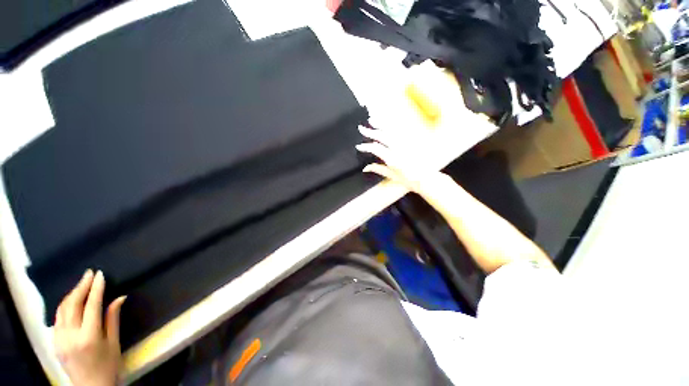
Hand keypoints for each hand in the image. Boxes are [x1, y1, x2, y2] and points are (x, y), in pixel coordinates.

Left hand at [54, 270, 125, 385]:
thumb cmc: (108, 365)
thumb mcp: (114, 343)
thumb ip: (113, 319)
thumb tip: (119, 297)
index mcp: (89, 337)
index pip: (91, 306)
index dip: (96, 288)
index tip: (100, 275)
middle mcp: (70, 336)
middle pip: (73, 305)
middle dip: (81, 287)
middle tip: (89, 274)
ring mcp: (59, 339)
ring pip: (62, 310)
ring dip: (71, 295)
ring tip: (81, 284)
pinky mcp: (54, 342)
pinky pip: (58, 319)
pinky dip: (64, 306)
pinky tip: (71, 302)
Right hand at [356, 124, 449, 194]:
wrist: (427, 178)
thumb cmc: (409, 179)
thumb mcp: (392, 176)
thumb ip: (378, 169)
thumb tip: (365, 168)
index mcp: (392, 158)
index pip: (376, 148)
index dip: (366, 146)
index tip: (359, 146)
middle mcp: (398, 148)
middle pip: (382, 136)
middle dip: (370, 131)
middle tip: (361, 128)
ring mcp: (405, 143)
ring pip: (390, 130)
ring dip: (380, 124)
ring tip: (371, 119)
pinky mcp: (411, 141)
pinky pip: (400, 130)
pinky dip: (391, 125)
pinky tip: (387, 123)